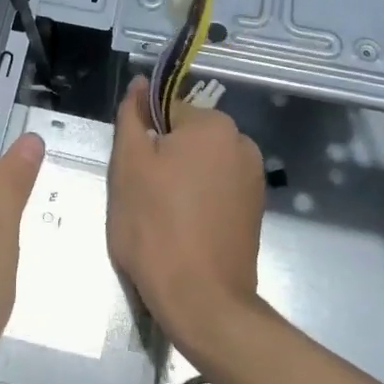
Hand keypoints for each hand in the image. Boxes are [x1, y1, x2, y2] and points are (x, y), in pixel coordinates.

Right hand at [107, 77, 266, 357]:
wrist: (201, 299)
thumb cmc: (155, 225)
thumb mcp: (128, 165)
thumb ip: (132, 117)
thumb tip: (141, 84)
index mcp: (214, 124)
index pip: (166, 110)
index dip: (145, 138)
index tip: (134, 171)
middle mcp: (242, 143)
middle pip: (187, 137)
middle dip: (164, 159)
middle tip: (143, 196)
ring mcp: (253, 179)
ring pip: (201, 166)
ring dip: (180, 181)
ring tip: (162, 218)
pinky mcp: (254, 210)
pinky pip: (217, 190)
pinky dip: (199, 202)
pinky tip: (184, 231)